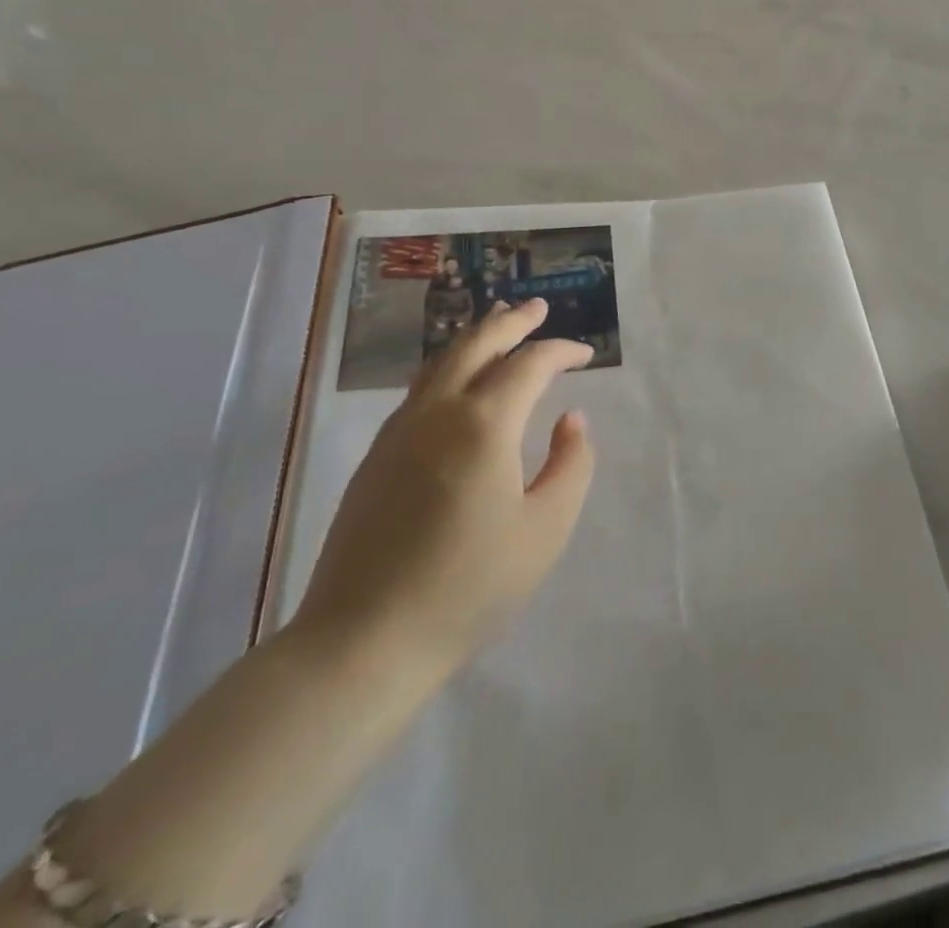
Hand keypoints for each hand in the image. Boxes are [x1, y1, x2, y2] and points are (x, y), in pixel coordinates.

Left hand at [288, 298, 595, 681]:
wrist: (363, 641)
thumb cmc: (469, 586)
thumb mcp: (545, 528)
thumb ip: (571, 464)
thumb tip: (570, 420)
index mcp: (484, 424)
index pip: (529, 364)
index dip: (561, 351)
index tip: (586, 354)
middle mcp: (438, 412)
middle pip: (476, 344)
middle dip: (511, 321)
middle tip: (537, 307)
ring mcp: (399, 432)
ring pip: (440, 362)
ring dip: (475, 338)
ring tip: (498, 325)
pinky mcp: (377, 457)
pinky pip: (420, 390)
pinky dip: (449, 367)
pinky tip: (458, 381)